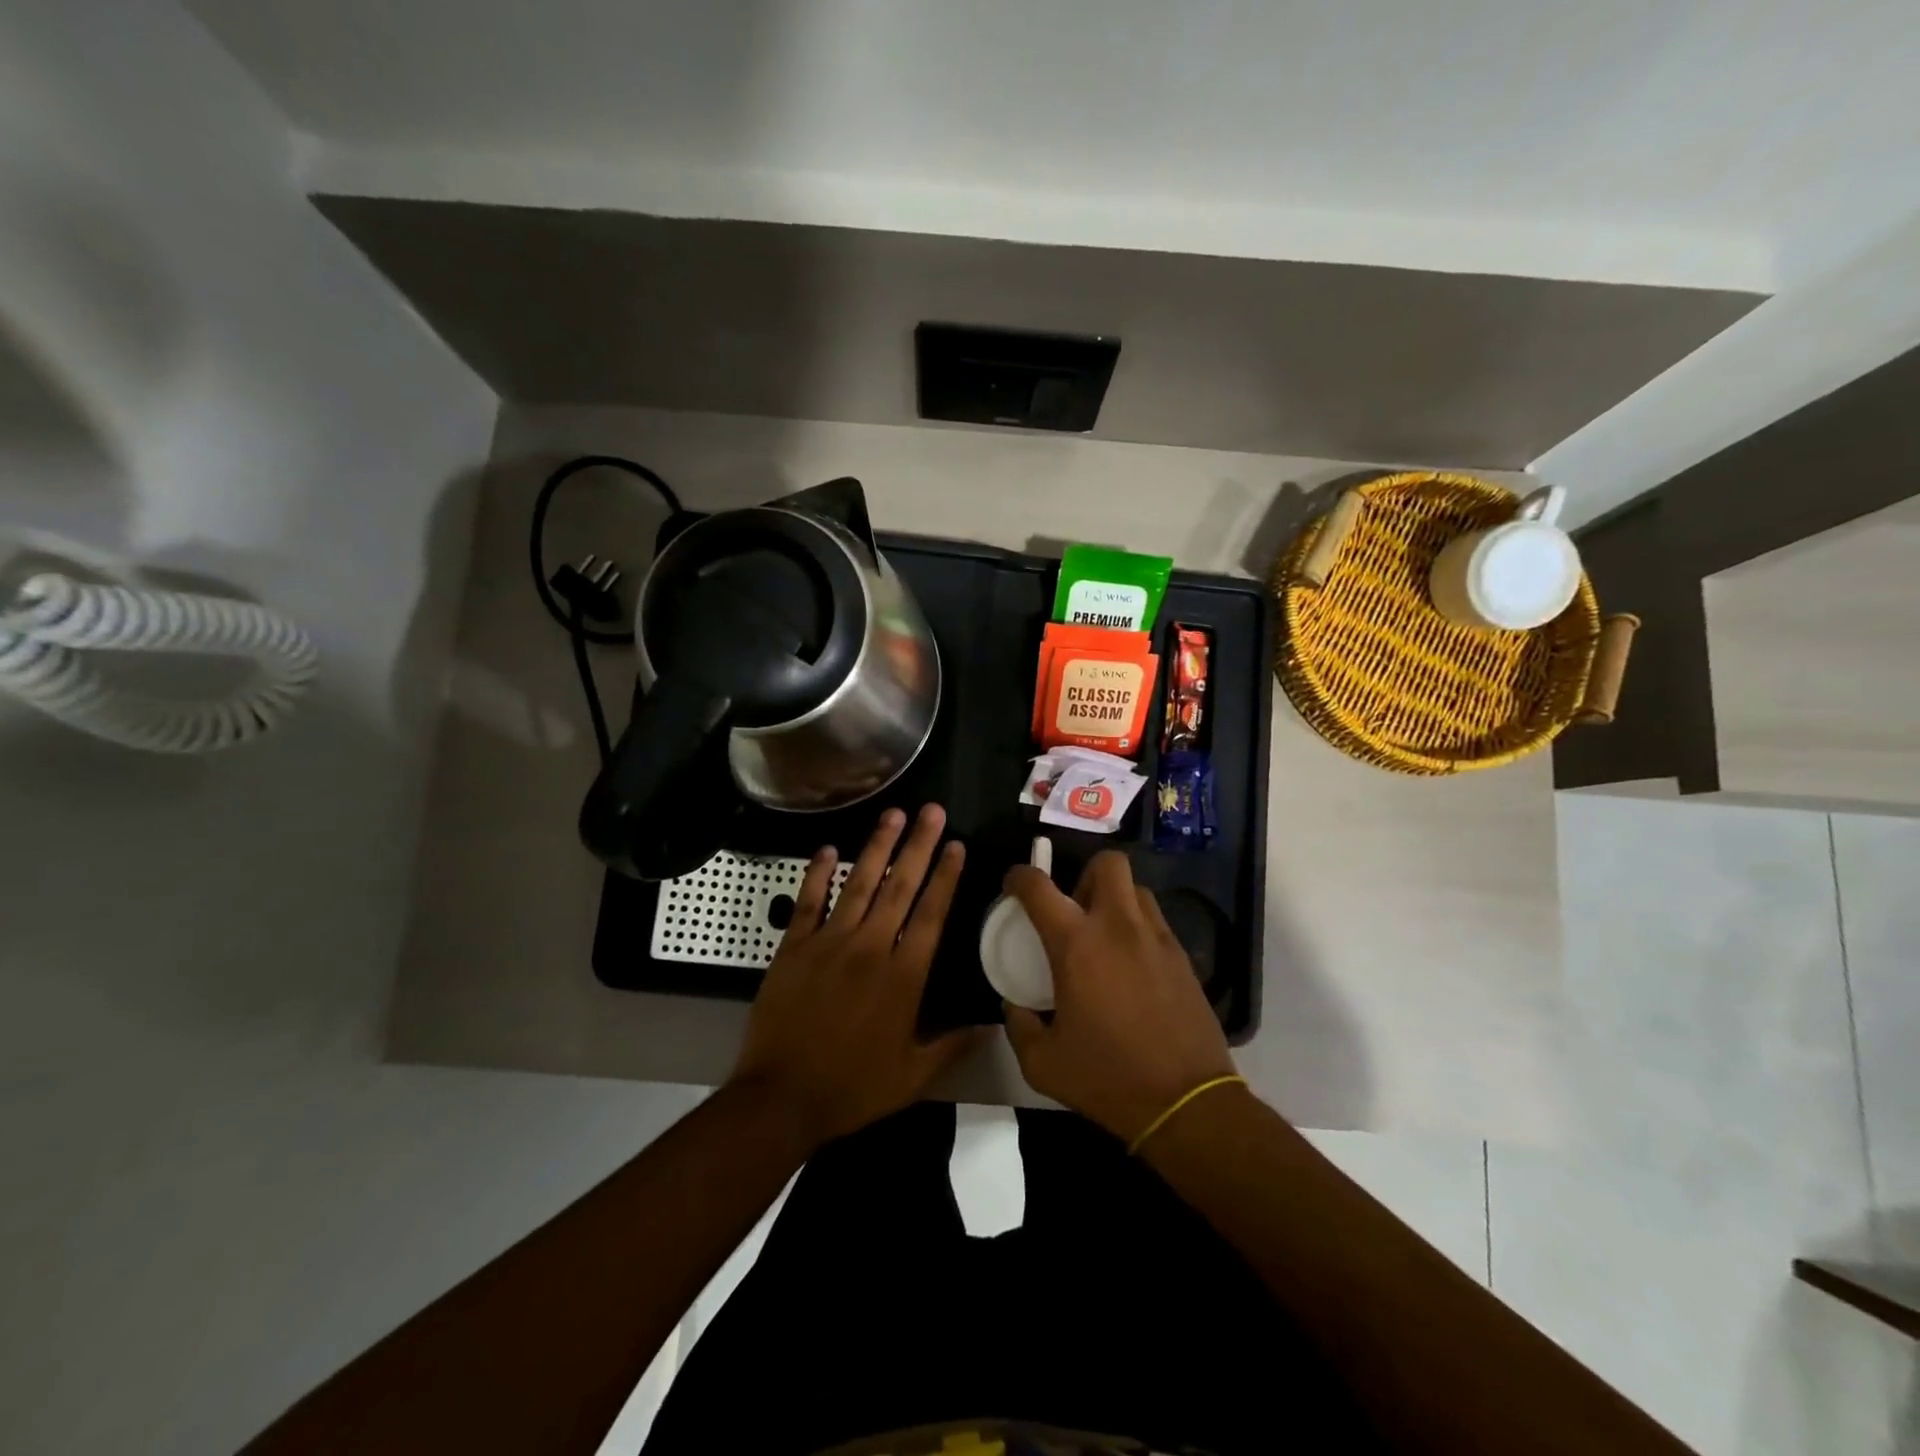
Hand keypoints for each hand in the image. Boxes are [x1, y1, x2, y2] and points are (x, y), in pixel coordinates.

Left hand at [730, 804, 980, 1146]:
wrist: (781, 1097)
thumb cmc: (851, 1088)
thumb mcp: (911, 1078)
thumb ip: (951, 1046)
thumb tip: (988, 1026)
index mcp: (903, 976)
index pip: (931, 914)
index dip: (945, 877)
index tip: (956, 845)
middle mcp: (870, 948)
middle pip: (900, 887)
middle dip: (919, 845)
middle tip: (932, 811)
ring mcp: (829, 942)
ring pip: (859, 884)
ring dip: (877, 846)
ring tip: (893, 814)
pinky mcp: (794, 946)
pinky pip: (809, 902)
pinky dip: (817, 874)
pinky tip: (826, 848)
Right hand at [1002, 851, 1235, 1143]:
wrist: (1186, 1103)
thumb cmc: (1108, 1078)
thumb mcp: (1043, 1063)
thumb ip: (1019, 1026)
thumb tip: (1014, 1006)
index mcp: (1076, 944)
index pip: (1038, 887)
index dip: (1019, 877)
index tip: (1013, 886)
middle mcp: (1118, 927)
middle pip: (1107, 863)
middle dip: (1084, 873)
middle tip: (1073, 909)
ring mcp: (1156, 938)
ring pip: (1136, 888)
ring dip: (1114, 898)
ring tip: (1104, 934)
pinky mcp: (1182, 957)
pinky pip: (1155, 920)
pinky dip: (1137, 927)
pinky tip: (1131, 964)